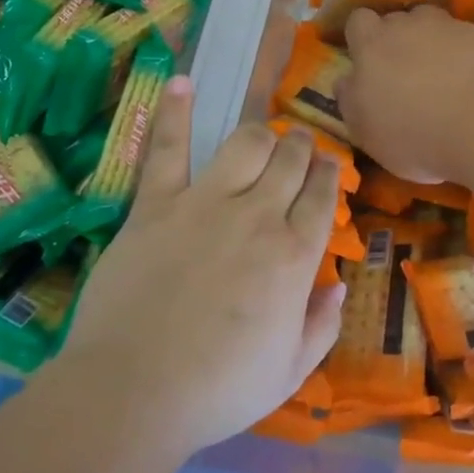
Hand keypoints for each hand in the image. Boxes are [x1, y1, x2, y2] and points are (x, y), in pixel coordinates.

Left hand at [61, 76, 345, 457]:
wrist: (134, 392)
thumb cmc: (217, 390)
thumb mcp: (289, 372)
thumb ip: (322, 325)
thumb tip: (338, 283)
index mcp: (294, 256)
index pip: (322, 196)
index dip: (328, 174)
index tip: (327, 166)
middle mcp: (258, 215)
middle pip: (290, 160)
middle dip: (301, 147)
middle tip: (299, 146)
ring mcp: (205, 202)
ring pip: (246, 142)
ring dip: (261, 132)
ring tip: (263, 132)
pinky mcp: (156, 203)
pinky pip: (167, 147)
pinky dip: (174, 112)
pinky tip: (183, 81)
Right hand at [338, 6, 473, 183]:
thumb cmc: (415, 135)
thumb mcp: (366, 132)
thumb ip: (350, 100)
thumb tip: (345, 80)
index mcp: (373, 44)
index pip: (358, 21)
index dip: (361, 38)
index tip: (367, 62)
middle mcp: (410, 25)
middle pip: (398, 20)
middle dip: (398, 40)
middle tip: (405, 75)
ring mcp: (452, 28)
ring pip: (435, 26)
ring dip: (433, 44)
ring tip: (442, 77)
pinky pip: (468, 41)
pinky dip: (466, 57)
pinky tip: (473, 86)